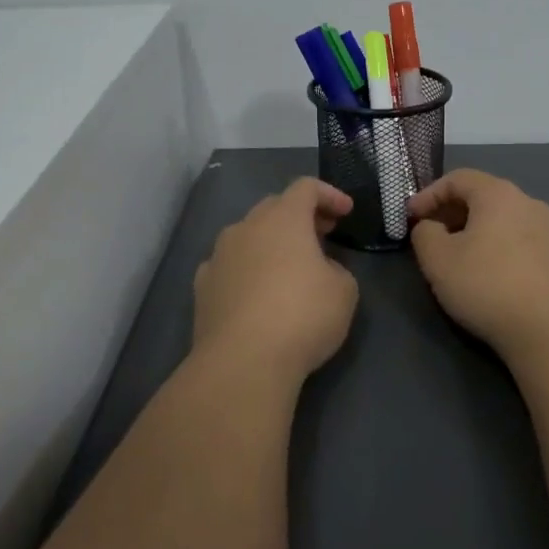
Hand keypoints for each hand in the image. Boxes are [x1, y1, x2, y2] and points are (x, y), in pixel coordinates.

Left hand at [193, 178, 358, 382]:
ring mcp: (219, 256)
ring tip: (288, 266)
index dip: (329, 194)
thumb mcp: (344, 291)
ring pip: (247, 235)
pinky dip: (246, 269)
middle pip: (274, 207)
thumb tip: (319, 269)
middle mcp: (246, 227)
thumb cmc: (302, 316)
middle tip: (322, 235)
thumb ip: (336, 269)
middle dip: (300, 216)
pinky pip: (229, 265)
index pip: (306, 187)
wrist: (242, 362)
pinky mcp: (202, 287)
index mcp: (283, 219)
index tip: (346, 212)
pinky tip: (256, 292)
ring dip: (270, 242)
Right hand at [408, 169, 548, 355]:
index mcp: (499, 194)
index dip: (428, 194)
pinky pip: (522, 243)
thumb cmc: (487, 285)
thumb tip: (431, 227)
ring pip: (504, 221)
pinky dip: (500, 249)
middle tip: (431, 236)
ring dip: (477, 232)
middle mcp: (529, 203)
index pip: (457, 178)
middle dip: (452, 213)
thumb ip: (424, 234)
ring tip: (460, 258)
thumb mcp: (437, 259)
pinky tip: (491, 276)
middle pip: (483, 197)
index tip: (410, 217)